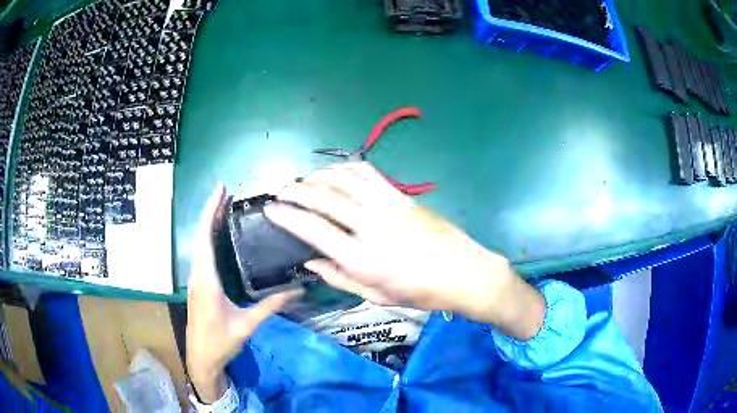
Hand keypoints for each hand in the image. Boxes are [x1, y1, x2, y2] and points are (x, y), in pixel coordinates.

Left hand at [187, 184, 296, 401]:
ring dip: (208, 223)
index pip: (205, 239)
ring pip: (199, 244)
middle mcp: (197, 275)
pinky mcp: (197, 285)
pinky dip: (208, 238)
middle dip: (210, 211)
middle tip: (225, 191)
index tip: (219, 190)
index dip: (210, 212)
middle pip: (200, 236)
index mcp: (207, 281)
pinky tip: (218, 236)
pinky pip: (201, 254)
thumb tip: (296, 291)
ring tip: (223, 207)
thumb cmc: (220, 342)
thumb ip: (270, 306)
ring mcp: (195, 280)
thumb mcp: (247, 324)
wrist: (201, 358)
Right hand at [265, 162, 544, 338]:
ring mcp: (388, 206)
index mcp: (362, 259)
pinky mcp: (402, 196)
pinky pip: (369, 174)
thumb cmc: (420, 293)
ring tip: (304, 180)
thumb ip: (339, 278)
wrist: (465, 273)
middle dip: (296, 190)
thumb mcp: (376, 296)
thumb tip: (309, 261)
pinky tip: (336, 173)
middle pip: (324, 198)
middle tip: (280, 189)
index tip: (271, 209)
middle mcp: (371, 227)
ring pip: (344, 179)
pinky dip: (346, 169)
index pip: (313, 230)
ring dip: (319, 176)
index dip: (287, 216)